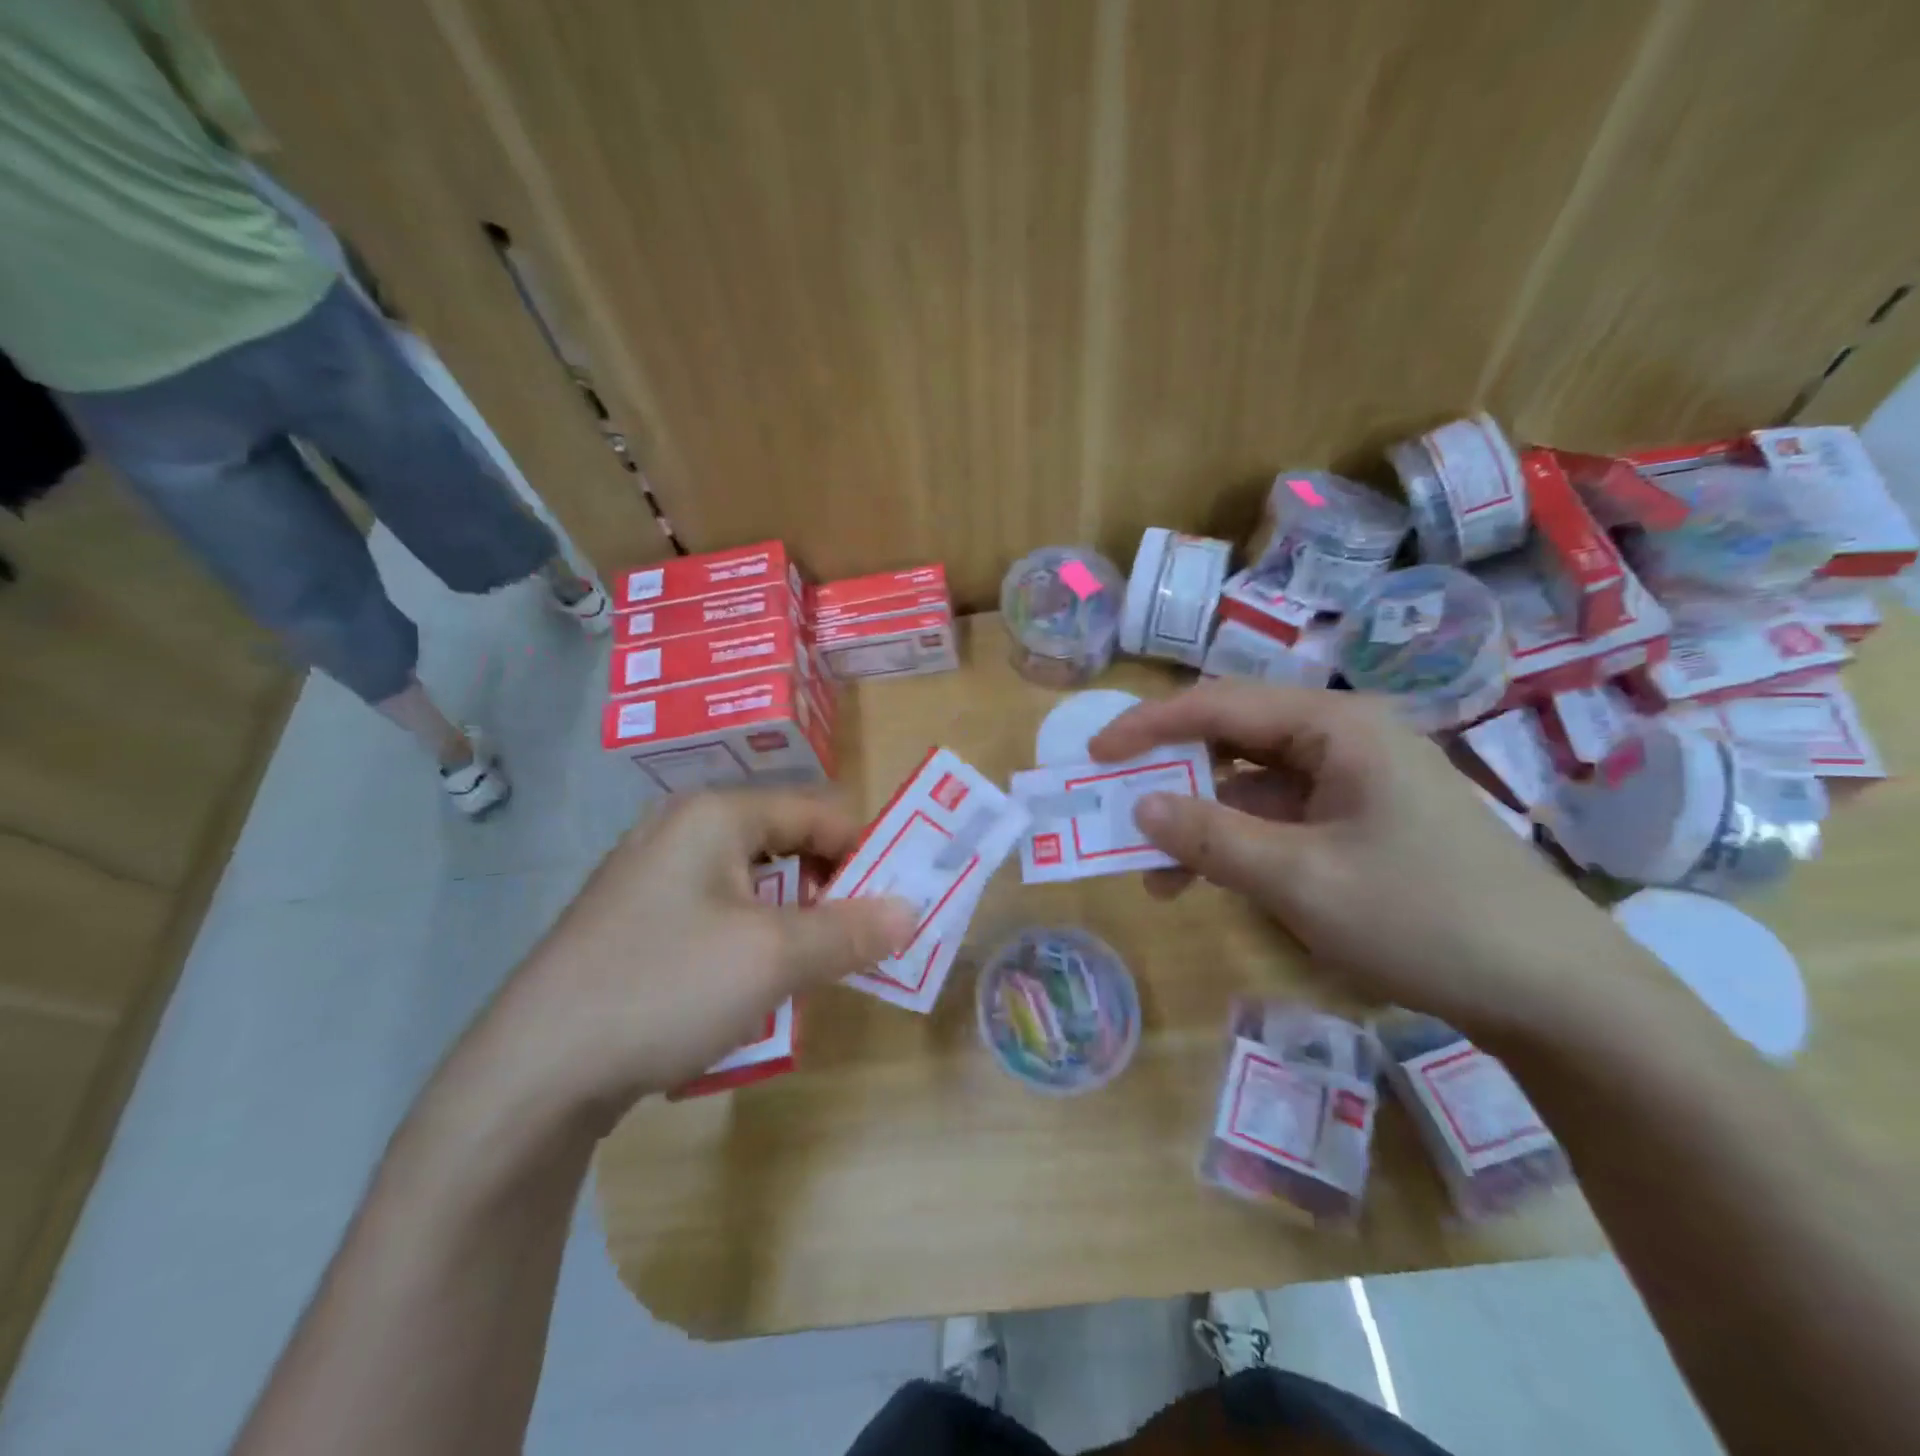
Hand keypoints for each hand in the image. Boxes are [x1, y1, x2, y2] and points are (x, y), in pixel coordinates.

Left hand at [475, 790, 915, 1123]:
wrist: (532, 1072)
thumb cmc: (666, 988)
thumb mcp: (774, 958)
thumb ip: (850, 930)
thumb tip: (911, 911)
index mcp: (716, 814)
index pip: (820, 811)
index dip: (864, 853)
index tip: (889, 908)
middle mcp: (681, 828)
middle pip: (786, 843)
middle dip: (826, 892)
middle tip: (848, 946)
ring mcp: (650, 873)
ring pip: (751, 883)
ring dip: (789, 922)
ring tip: (800, 972)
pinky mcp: (633, 917)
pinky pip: (715, 912)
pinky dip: (746, 939)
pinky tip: (741, 988)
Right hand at [1089, 680, 1643, 1038]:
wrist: (1555, 993)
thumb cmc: (1424, 917)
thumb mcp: (1300, 879)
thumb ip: (1211, 838)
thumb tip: (1139, 806)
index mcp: (1336, 726)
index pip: (1220, 703)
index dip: (1150, 725)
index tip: (1095, 753)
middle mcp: (1345, 740)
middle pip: (1235, 738)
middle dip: (1173, 773)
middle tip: (1117, 804)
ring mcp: (1356, 784)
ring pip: (1253, 786)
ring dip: (1202, 821)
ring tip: (1155, 870)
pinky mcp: (1362, 824)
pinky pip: (1281, 820)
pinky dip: (1239, 845)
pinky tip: (1211, 883)